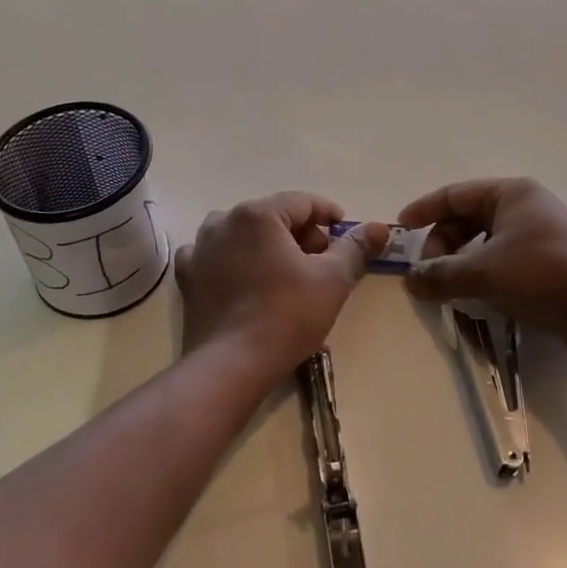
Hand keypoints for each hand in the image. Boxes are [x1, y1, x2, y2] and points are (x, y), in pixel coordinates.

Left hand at [176, 193, 387, 375]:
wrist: (230, 366)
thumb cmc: (286, 316)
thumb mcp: (332, 280)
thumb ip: (355, 247)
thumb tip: (379, 227)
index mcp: (257, 214)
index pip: (303, 202)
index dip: (329, 215)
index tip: (346, 235)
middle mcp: (223, 222)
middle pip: (273, 216)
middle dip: (301, 234)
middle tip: (321, 263)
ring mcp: (199, 249)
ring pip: (243, 234)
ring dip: (268, 245)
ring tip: (286, 273)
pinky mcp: (188, 277)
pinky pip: (215, 256)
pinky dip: (234, 261)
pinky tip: (246, 280)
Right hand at [399, 178, 566, 359]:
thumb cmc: (543, 276)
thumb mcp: (482, 274)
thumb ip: (440, 275)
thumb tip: (410, 281)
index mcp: (513, 194)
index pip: (456, 194)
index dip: (425, 210)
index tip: (402, 228)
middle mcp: (534, 206)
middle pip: (473, 218)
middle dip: (445, 245)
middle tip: (429, 273)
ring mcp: (553, 235)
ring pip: (494, 243)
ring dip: (467, 264)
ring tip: (453, 289)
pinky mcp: (564, 263)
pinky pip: (514, 262)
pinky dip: (492, 276)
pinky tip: (486, 300)